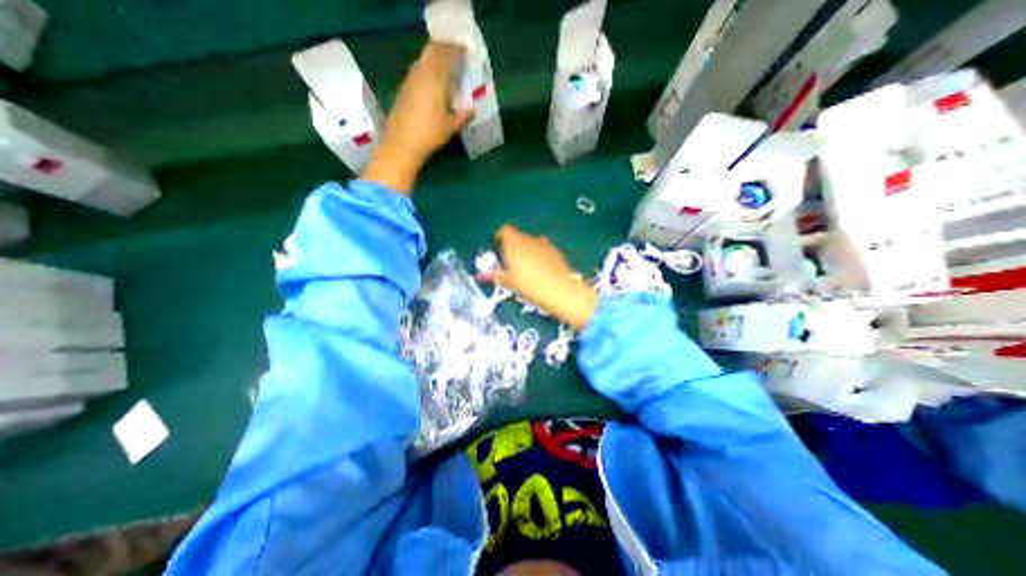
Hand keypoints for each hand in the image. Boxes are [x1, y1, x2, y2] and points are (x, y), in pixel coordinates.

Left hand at [360, 42, 472, 192]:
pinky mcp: (403, 89)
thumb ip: (462, 116)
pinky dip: (426, 70)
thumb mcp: (450, 127)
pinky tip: (431, 82)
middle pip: (431, 52)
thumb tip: (472, 110)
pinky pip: (417, 72)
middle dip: (443, 50)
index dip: (455, 48)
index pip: (445, 54)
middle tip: (454, 55)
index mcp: (435, 80)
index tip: (464, 49)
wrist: (402, 144)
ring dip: (433, 60)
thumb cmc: (429, 135)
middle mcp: (421, 74)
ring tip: (444, 67)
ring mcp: (409, 81)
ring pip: (423, 61)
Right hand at [483, 227, 596, 330]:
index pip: (504, 231)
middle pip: (517, 237)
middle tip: (509, 264)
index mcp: (514, 243)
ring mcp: (544, 244)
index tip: (496, 248)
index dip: (499, 238)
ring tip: (524, 270)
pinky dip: (538, 256)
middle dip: (512, 247)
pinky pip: (542, 250)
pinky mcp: (556, 252)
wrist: (560, 290)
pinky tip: (539, 272)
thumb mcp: (509, 282)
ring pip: (530, 244)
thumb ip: (494, 276)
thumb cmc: (530, 286)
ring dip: (526, 252)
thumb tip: (480, 275)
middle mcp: (529, 239)